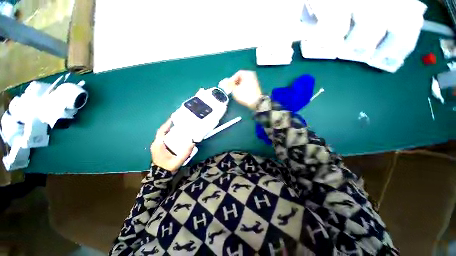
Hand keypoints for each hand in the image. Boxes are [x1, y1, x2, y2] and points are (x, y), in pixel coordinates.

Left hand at [150, 119, 194, 171]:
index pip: (161, 131)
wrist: (160, 175)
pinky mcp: (158, 148)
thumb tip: (193, 142)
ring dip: (168, 129)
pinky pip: (162, 138)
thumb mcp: (178, 160)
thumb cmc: (168, 167)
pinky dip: (168, 134)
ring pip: (162, 134)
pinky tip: (175, 134)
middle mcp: (155, 143)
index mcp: (158, 145)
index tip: (173, 118)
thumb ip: (186, 152)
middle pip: (162, 131)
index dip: (167, 124)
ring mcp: (156, 146)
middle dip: (169, 125)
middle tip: (178, 122)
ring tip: (178, 126)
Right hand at [228, 70, 262, 108]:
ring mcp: (254, 80)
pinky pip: (247, 85)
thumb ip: (229, 85)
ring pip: (243, 82)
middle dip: (235, 83)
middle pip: (240, 77)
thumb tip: (225, 83)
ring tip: (235, 91)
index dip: (231, 79)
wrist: (256, 102)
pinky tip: (240, 93)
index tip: (228, 85)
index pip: (237, 74)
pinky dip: (242, 87)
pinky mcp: (255, 86)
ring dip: (238, 86)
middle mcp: (251, 75)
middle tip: (231, 88)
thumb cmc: (244, 94)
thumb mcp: (235, 90)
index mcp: (247, 73)